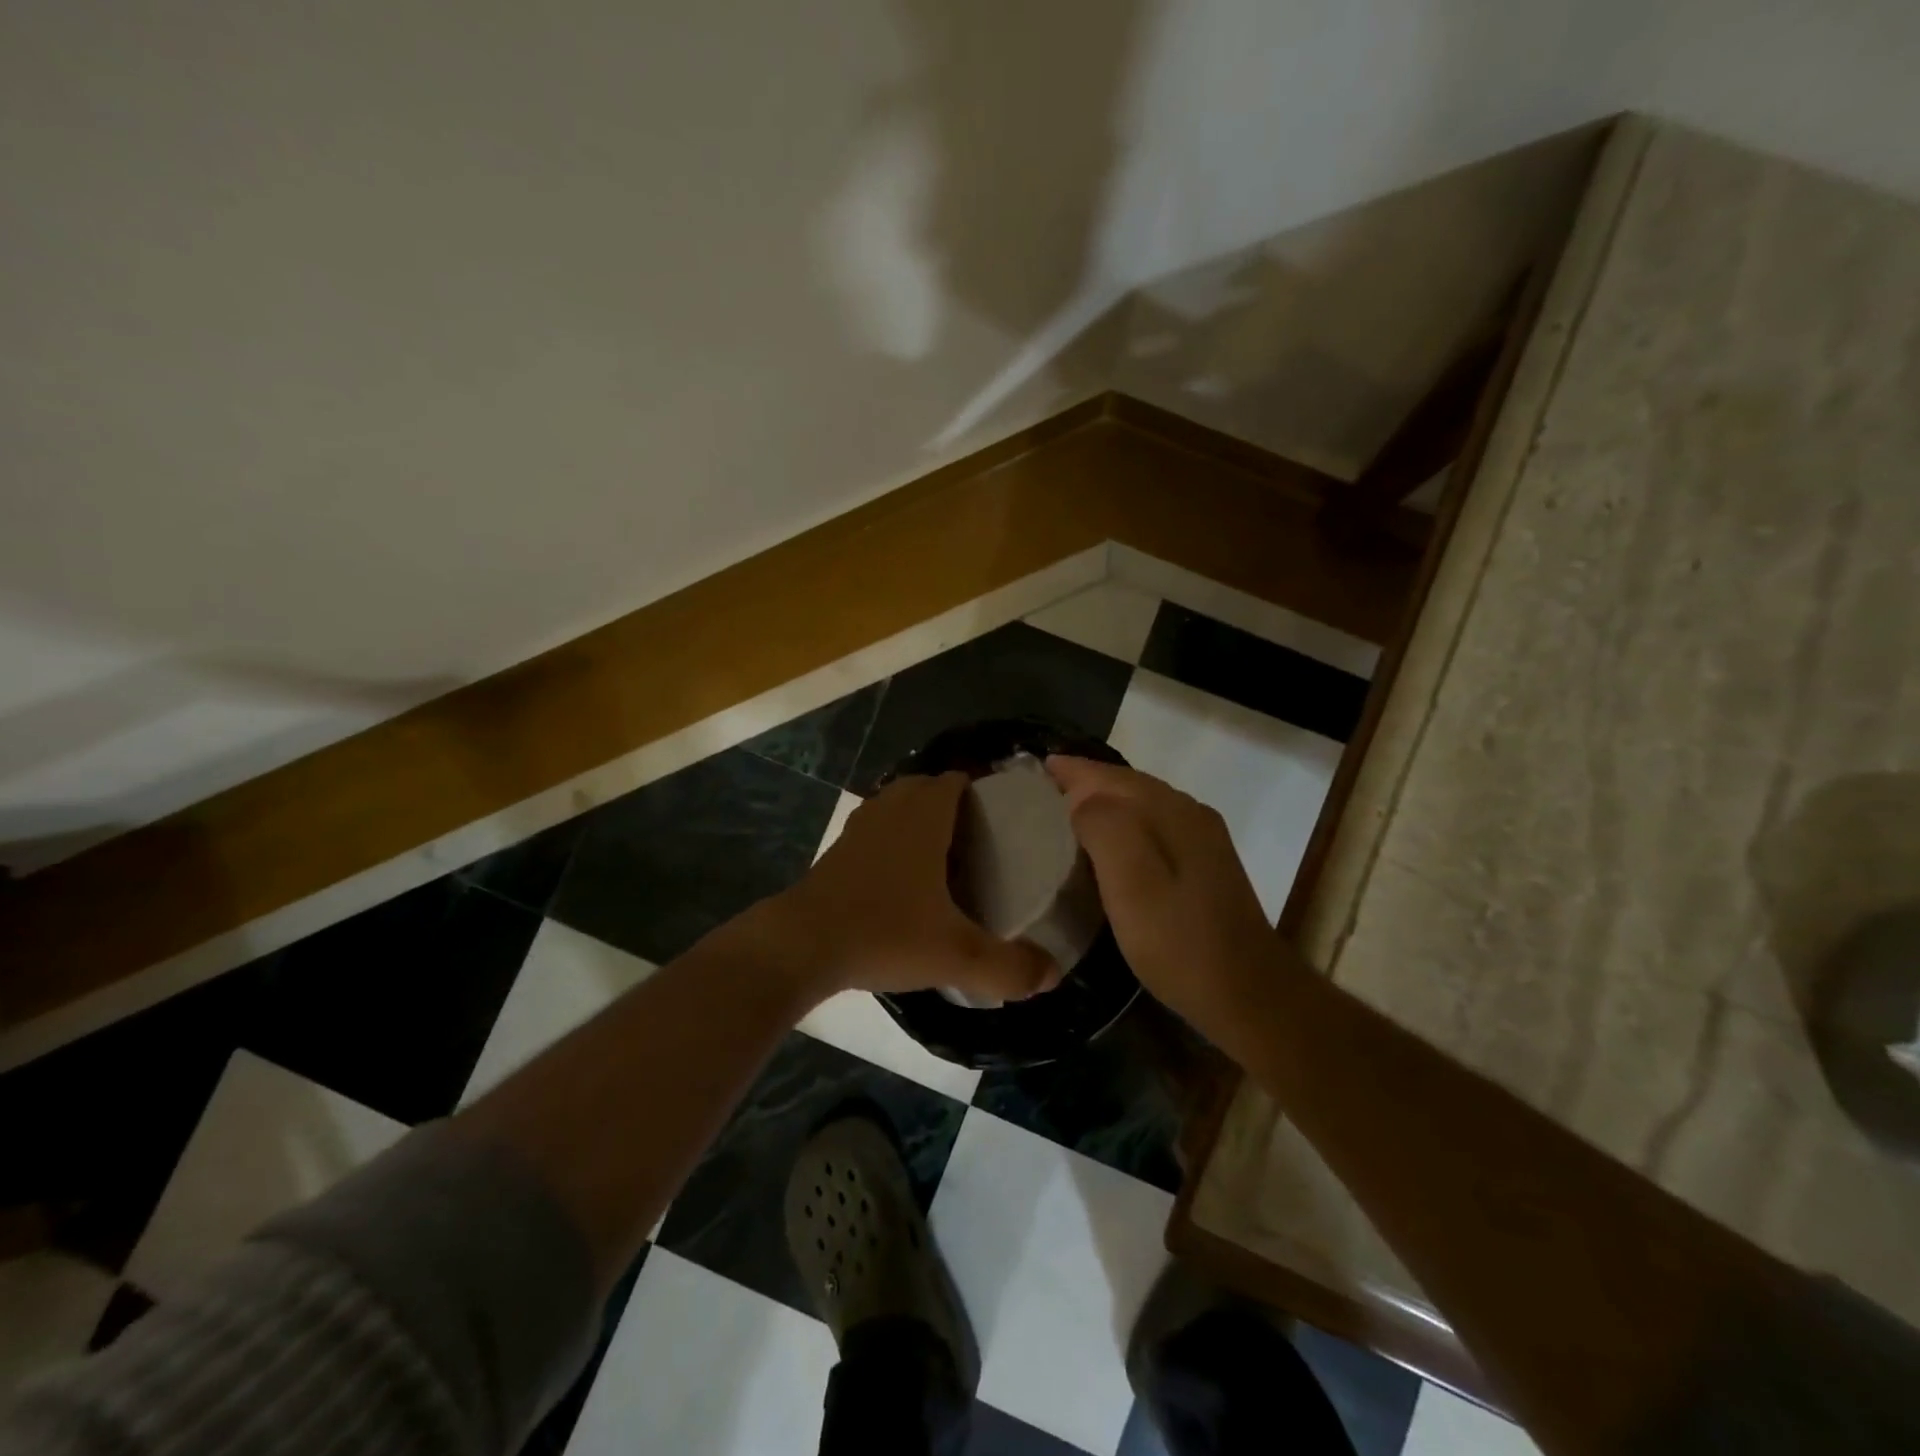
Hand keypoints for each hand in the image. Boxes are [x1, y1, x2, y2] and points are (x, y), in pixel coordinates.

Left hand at [762, 772, 1060, 1004]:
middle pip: (925, 787)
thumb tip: (1051, 976)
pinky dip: (892, 839)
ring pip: (895, 805)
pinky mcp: (837, 852)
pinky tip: (903, 879)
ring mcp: (858, 829)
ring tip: (944, 855)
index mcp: (923, 817)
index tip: (1003, 814)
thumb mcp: (955, 955)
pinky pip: (874, 829)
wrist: (801, 945)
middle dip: (951, 801)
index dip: (980, 788)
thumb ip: (1007, 967)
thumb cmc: (883, 933)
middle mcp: (890, 811)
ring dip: (918, 817)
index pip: (955, 780)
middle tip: (979, 838)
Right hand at [1045, 756, 1282, 1039]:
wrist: (1248, 993)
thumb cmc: (1179, 941)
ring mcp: (1203, 840)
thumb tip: (1080, 800)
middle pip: (1128, 785)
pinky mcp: (1205, 865)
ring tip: (1065, 813)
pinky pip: (1153, 826)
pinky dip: (1123, 824)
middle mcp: (1190, 814)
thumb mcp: (1132, 883)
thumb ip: (1104, 828)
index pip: (1111, 777)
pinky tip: (1108, 847)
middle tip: (1042, 790)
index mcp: (1171, 812)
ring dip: (1104, 802)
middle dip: (1086, 782)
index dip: (1073, 770)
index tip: (1035, 771)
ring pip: (1142, 805)